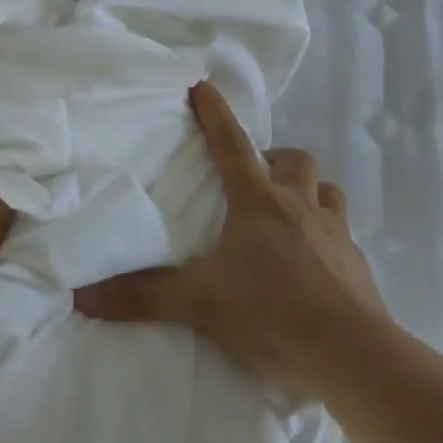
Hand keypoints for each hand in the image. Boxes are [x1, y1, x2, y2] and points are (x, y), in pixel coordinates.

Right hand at [74, 81, 390, 396]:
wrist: (356, 358)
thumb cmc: (273, 313)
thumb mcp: (200, 304)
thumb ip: (143, 297)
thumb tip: (82, 296)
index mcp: (258, 202)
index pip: (230, 143)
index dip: (214, 113)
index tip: (202, 84)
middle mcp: (299, 206)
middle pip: (293, 160)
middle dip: (273, 159)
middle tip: (254, 180)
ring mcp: (335, 235)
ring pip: (326, 191)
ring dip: (307, 193)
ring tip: (288, 215)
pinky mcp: (359, 267)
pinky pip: (343, 238)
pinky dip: (327, 239)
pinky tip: (315, 267)